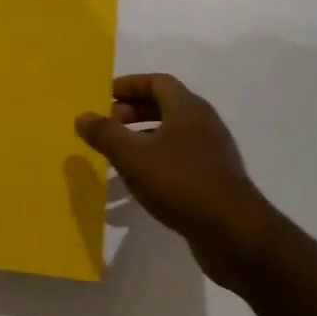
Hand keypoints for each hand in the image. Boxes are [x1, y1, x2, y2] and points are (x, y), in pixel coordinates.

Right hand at [76, 73, 277, 282]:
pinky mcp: (214, 178)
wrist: (234, 233)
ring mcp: (211, 152)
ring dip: (142, 139)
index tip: (103, 98)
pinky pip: (179, 159)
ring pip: (170, 134)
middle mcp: (202, 123)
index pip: (156, 82)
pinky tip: (139, 183)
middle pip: (164, 106)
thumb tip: (82, 116)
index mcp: (187, 107)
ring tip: (116, 156)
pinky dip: (156, 161)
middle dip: (131, 112)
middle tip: (106, 127)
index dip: (128, 86)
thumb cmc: (180, 183)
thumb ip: (105, 133)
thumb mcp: (133, 156)